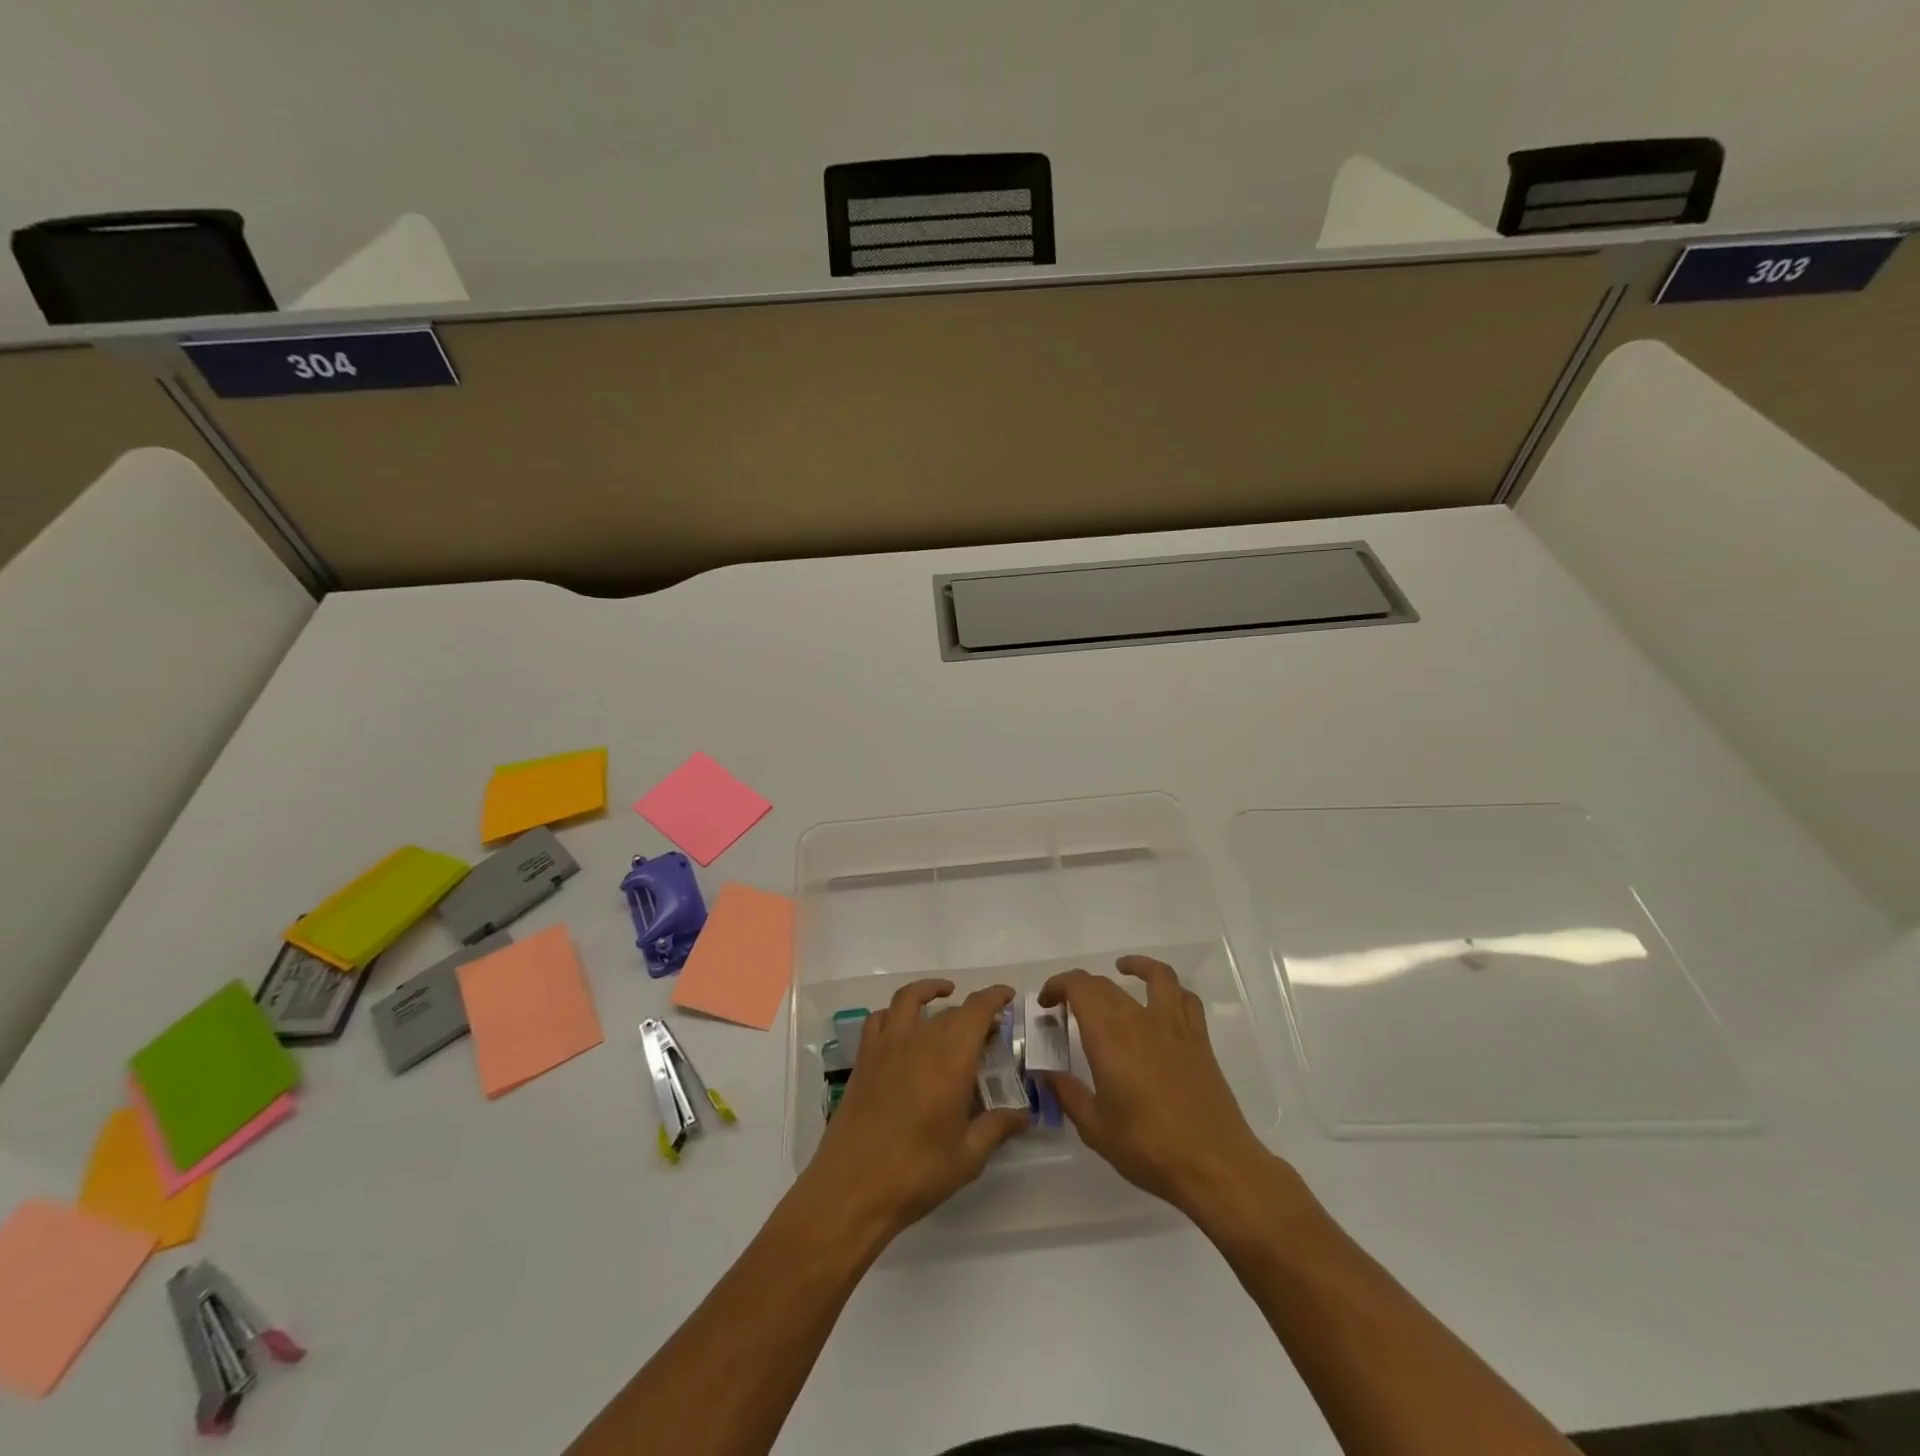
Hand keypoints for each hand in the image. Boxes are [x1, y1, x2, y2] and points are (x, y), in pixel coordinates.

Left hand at [802, 979, 1027, 1237]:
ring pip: (909, 999)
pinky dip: (894, 1012)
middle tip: (988, 1030)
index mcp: (951, 1058)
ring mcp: (887, 1046)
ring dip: (929, 991)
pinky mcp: (864, 1059)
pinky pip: (879, 1019)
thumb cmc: (916, 1172)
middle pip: (950, 1010)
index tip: (1007, 995)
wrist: (851, 1188)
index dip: (994, 997)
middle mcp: (919, 1040)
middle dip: (973, 1011)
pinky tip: (902, 1025)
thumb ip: (997, 1127)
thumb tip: (1025, 1115)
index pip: (976, 1010)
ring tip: (944, 995)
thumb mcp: (967, 1156)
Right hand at [1040, 956, 1281, 1223]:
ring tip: (1121, 970)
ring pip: (1155, 976)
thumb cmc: (1148, 1148)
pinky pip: (1185, 998)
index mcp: (1109, 1036)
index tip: (1047, 1003)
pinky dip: (1170, 988)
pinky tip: (1162, 1000)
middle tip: (1068, 1007)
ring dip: (1135, 966)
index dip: (1058, 985)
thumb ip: (1068, 1094)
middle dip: (1081, 988)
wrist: (1214, 1165)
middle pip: (1106, 984)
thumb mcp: (1095, 1128)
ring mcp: (1174, 1026)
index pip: (1079, 987)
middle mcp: (1140, 1019)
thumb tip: (1047, 1074)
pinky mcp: (1199, 1039)